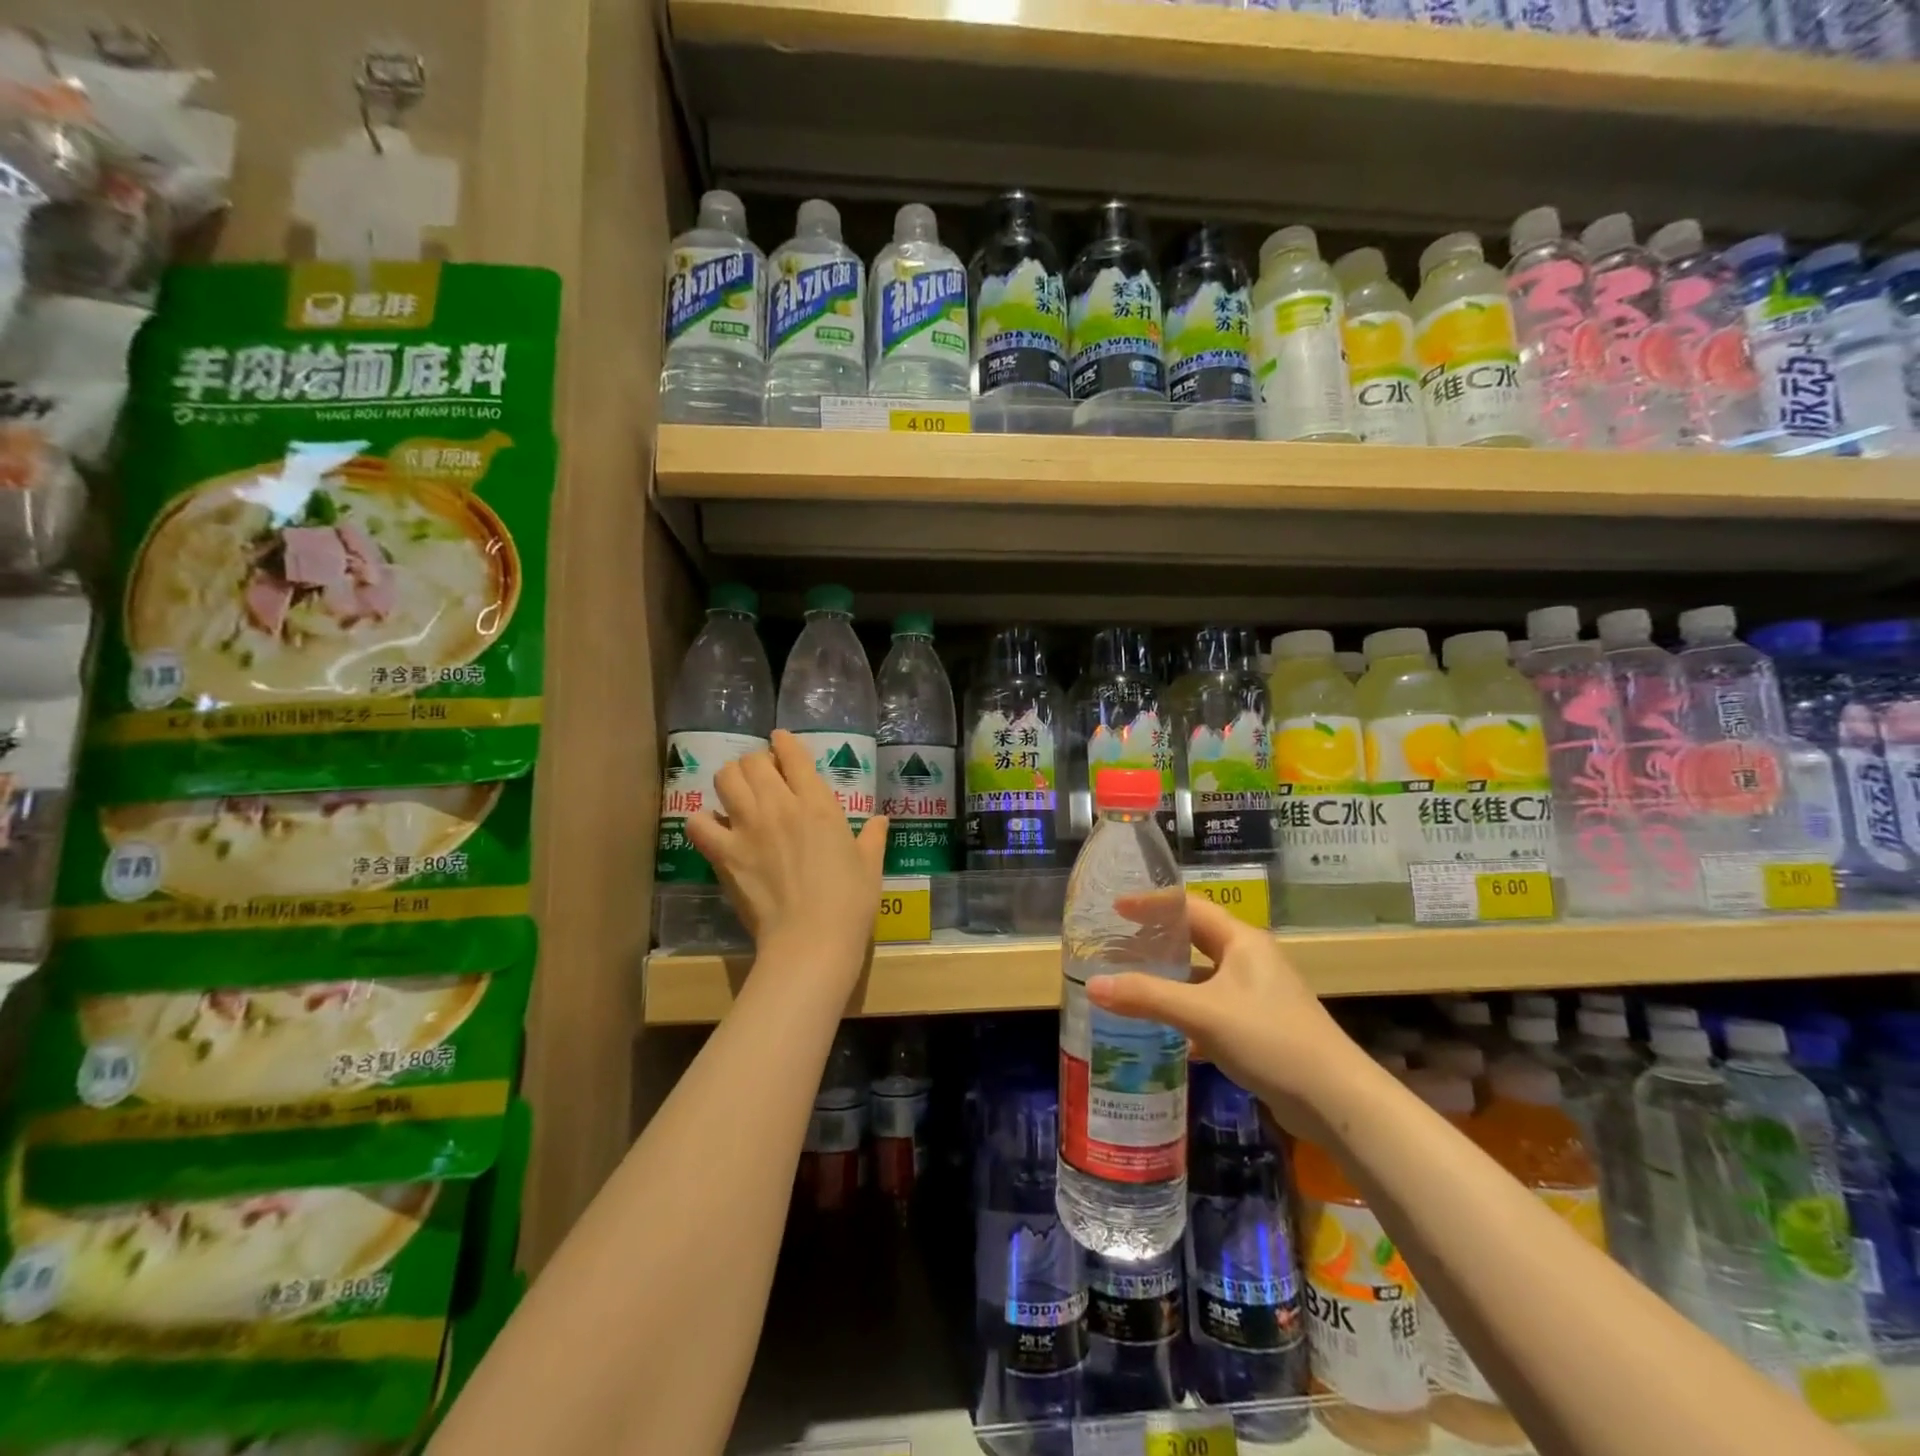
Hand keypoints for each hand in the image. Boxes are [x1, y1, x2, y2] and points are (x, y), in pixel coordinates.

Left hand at [686, 730, 889, 986]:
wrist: (812, 939)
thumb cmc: (850, 902)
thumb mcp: (870, 865)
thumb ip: (873, 837)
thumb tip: (881, 820)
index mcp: (817, 803)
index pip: (793, 754)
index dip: (784, 742)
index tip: (780, 743)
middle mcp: (779, 805)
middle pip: (753, 761)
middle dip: (756, 762)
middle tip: (762, 777)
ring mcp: (748, 827)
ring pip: (725, 778)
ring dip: (730, 781)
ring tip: (737, 795)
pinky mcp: (724, 854)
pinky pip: (699, 822)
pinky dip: (703, 821)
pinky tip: (714, 829)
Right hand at [1086, 895, 1370, 1137]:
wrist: (1336, 1101)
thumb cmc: (1270, 1039)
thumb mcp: (1203, 1014)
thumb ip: (1147, 997)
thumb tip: (1092, 984)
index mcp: (1242, 941)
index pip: (1190, 907)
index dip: (1152, 904)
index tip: (1114, 908)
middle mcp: (1250, 960)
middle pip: (1195, 939)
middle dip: (1157, 941)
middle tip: (1116, 945)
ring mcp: (1257, 994)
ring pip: (1202, 977)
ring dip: (1169, 980)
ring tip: (1129, 985)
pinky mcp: (1259, 1027)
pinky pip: (1212, 1008)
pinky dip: (1185, 1013)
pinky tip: (1162, 1033)